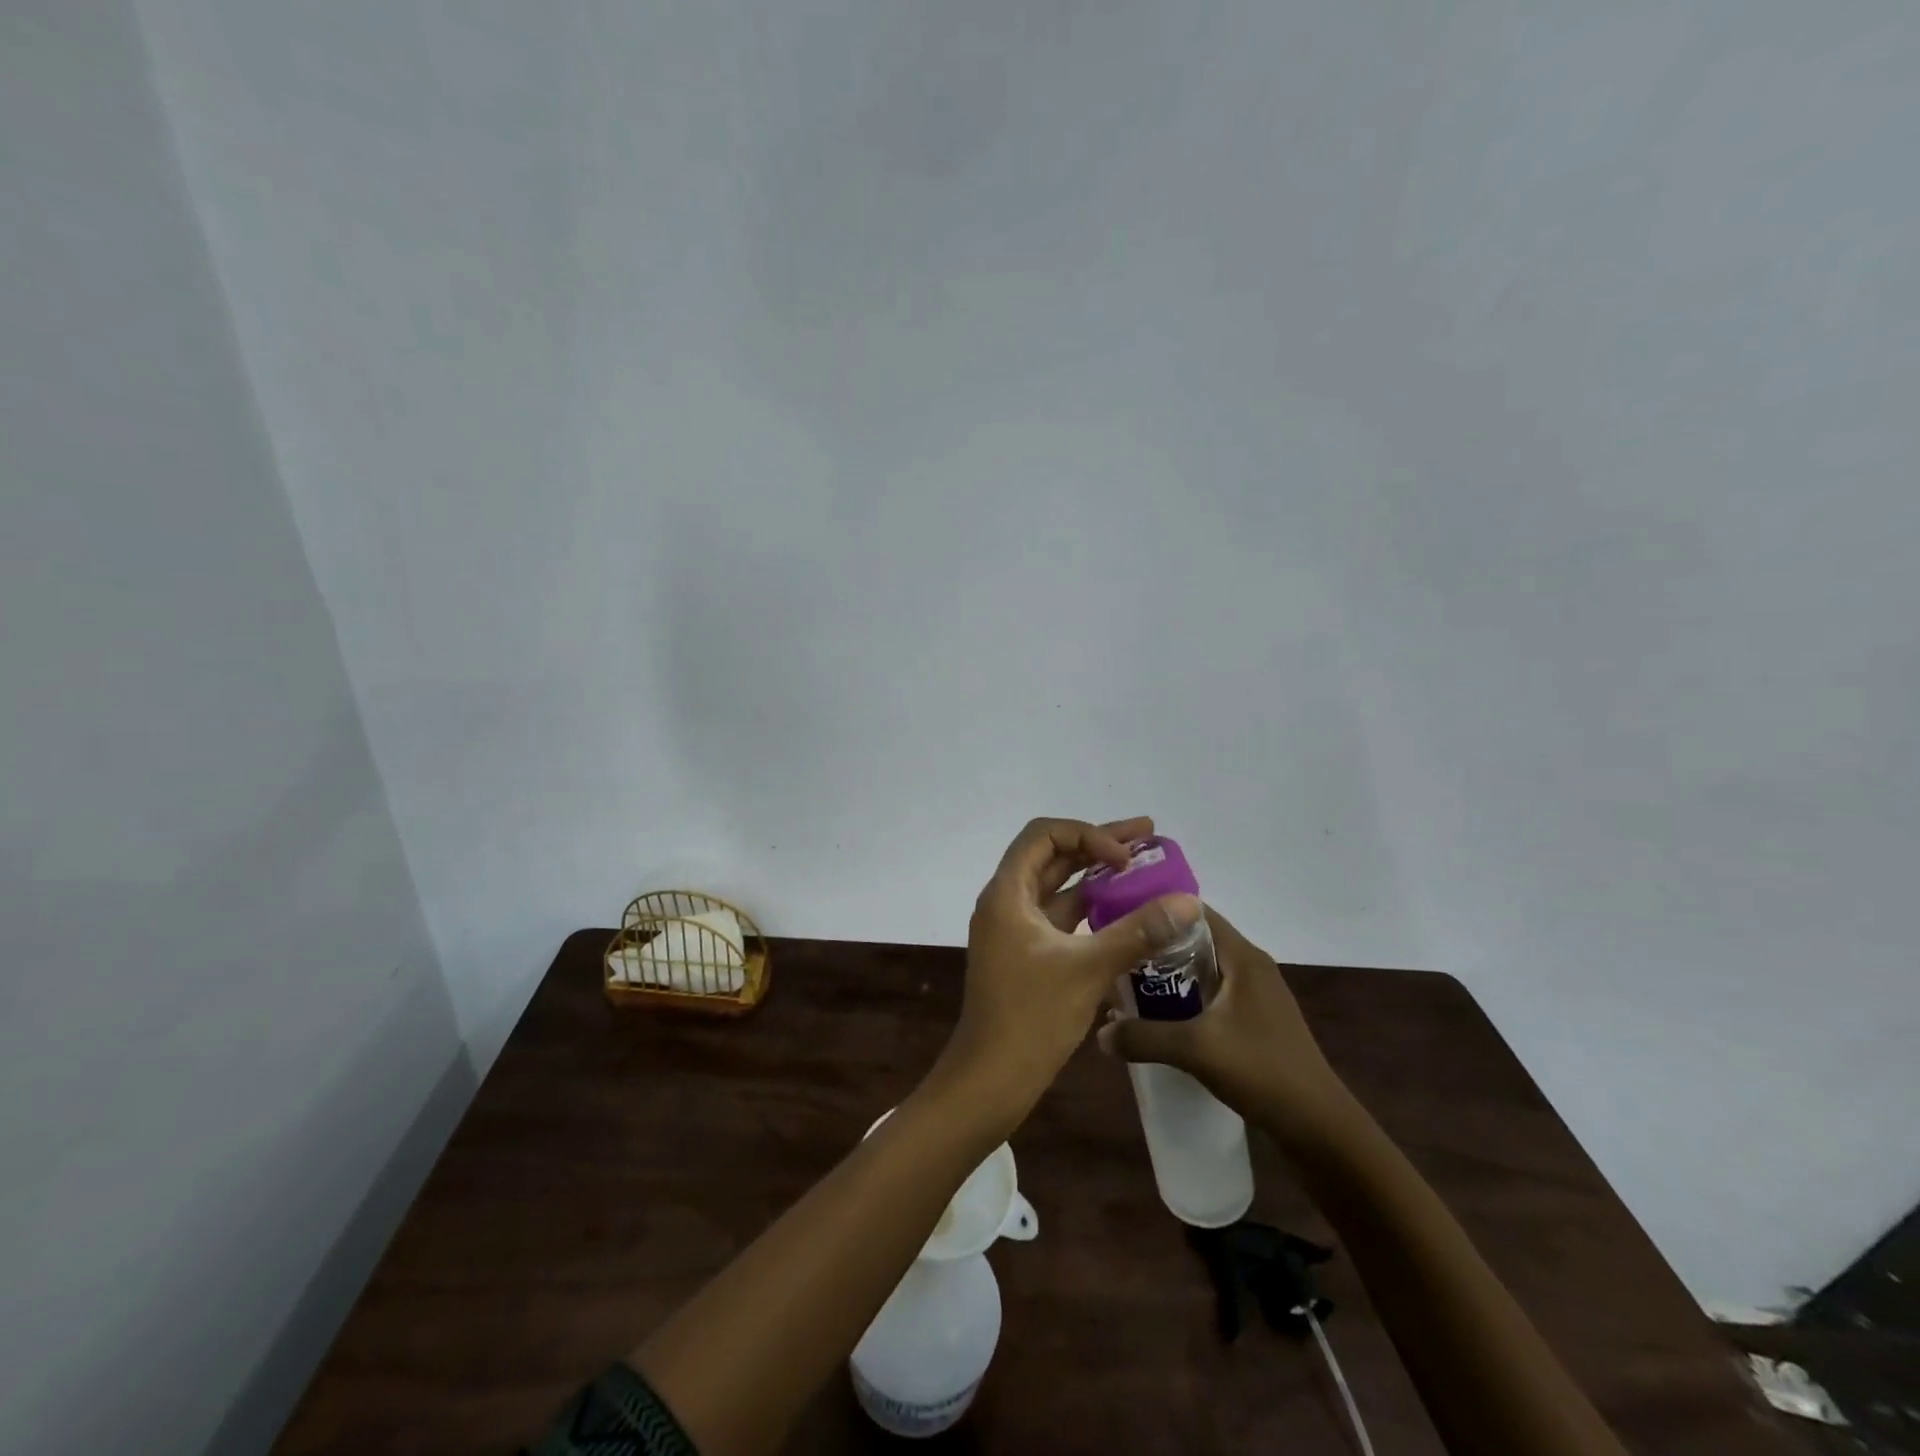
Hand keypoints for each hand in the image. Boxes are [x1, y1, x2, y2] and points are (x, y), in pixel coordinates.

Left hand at [938, 817, 1201, 1123]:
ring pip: (1057, 886)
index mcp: (1007, 893)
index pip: (1044, 835)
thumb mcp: (1088, 969)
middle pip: (1052, 856)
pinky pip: (1060, 916)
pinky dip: (1090, 908)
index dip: (1087, 835)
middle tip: (1148, 835)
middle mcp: (1007, 902)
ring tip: (1143, 867)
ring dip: (1096, 875)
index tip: (1126, 858)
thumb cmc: (1031, 1018)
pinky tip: (1125, 911)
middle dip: (1098, 844)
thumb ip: (1138, 931)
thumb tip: (1188, 902)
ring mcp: (1015, 929)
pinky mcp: (1027, 954)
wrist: (990, 1079)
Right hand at [1097, 904, 1346, 1146]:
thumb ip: (1143, 1036)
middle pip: (1194, 940)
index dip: (1157, 908)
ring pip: (1201, 970)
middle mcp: (1250, 967)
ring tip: (1126, 985)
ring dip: (1167, 975)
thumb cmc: (1262, 1071)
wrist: (1319, 1129)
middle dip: (1154, 945)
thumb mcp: (1195, 1049)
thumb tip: (1099, 1033)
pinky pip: (1210, 995)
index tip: (1119, 915)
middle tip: (1114, 953)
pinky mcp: (1254, 1021)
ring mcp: (1255, 995)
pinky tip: (1158, 1019)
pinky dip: (1183, 999)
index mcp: (1243, 957)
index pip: (1195, 911)